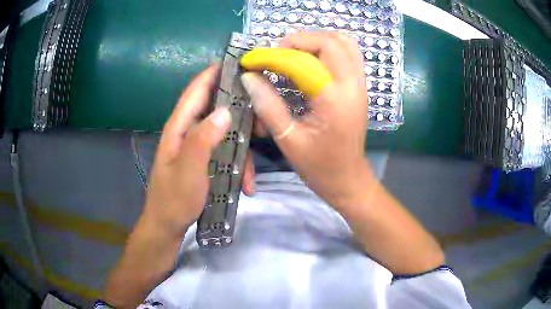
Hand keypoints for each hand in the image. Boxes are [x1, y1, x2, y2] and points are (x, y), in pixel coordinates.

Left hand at [143, 65, 255, 237]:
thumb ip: (203, 139)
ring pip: (225, 134)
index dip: (213, 73)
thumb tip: (225, 111)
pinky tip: (245, 185)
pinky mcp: (205, 161)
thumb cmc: (174, 199)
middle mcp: (188, 132)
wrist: (167, 226)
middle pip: (216, 109)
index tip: (237, 62)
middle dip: (240, 113)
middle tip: (263, 121)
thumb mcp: (188, 170)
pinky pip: (225, 154)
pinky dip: (237, 166)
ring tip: (252, 175)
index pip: (196, 91)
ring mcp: (197, 147)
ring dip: (242, 150)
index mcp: (179, 128)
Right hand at [241, 32, 374, 209]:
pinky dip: (329, 47)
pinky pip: (349, 53)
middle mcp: (352, 85)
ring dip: (316, 41)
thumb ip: (267, 105)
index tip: (251, 60)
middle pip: (329, 42)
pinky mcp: (360, 86)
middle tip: (275, 54)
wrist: (349, 179)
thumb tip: (249, 77)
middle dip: (298, 41)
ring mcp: (360, 84)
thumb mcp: (288, 140)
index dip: (272, 57)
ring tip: (292, 53)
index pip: (301, 62)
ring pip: (343, 42)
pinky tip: (311, 59)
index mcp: (333, 100)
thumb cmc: (319, 166)